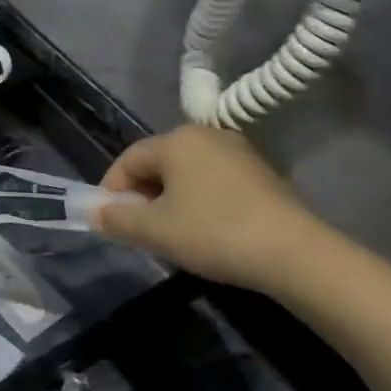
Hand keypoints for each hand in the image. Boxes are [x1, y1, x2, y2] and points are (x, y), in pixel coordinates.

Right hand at [93, 126, 324, 292]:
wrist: (295, 254)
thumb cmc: (213, 233)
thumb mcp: (154, 230)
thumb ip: (116, 219)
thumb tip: (95, 213)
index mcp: (177, 140)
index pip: (128, 159)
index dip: (111, 191)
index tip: (109, 222)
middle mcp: (207, 136)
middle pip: (157, 164)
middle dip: (141, 196)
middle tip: (137, 231)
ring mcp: (239, 153)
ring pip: (186, 175)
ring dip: (169, 201)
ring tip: (169, 234)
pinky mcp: (262, 174)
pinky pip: (213, 182)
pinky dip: (198, 202)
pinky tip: (204, 232)